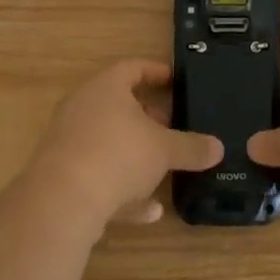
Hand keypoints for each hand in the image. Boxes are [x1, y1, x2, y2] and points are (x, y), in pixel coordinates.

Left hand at [28, 60, 223, 230]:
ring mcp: (69, 141)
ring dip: (135, 155)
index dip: (156, 71)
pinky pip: (98, 174)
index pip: (133, 67)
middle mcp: (83, 107)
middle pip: (119, 105)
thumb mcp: (163, 150)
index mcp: (106, 87)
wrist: (61, 202)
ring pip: (108, 142)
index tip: (175, 79)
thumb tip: (218, 147)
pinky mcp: (62, 175)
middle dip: (148, 117)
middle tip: (173, 125)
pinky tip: (148, 212)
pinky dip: (122, 189)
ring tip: (163, 169)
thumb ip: (191, 147)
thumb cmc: (117, 155)